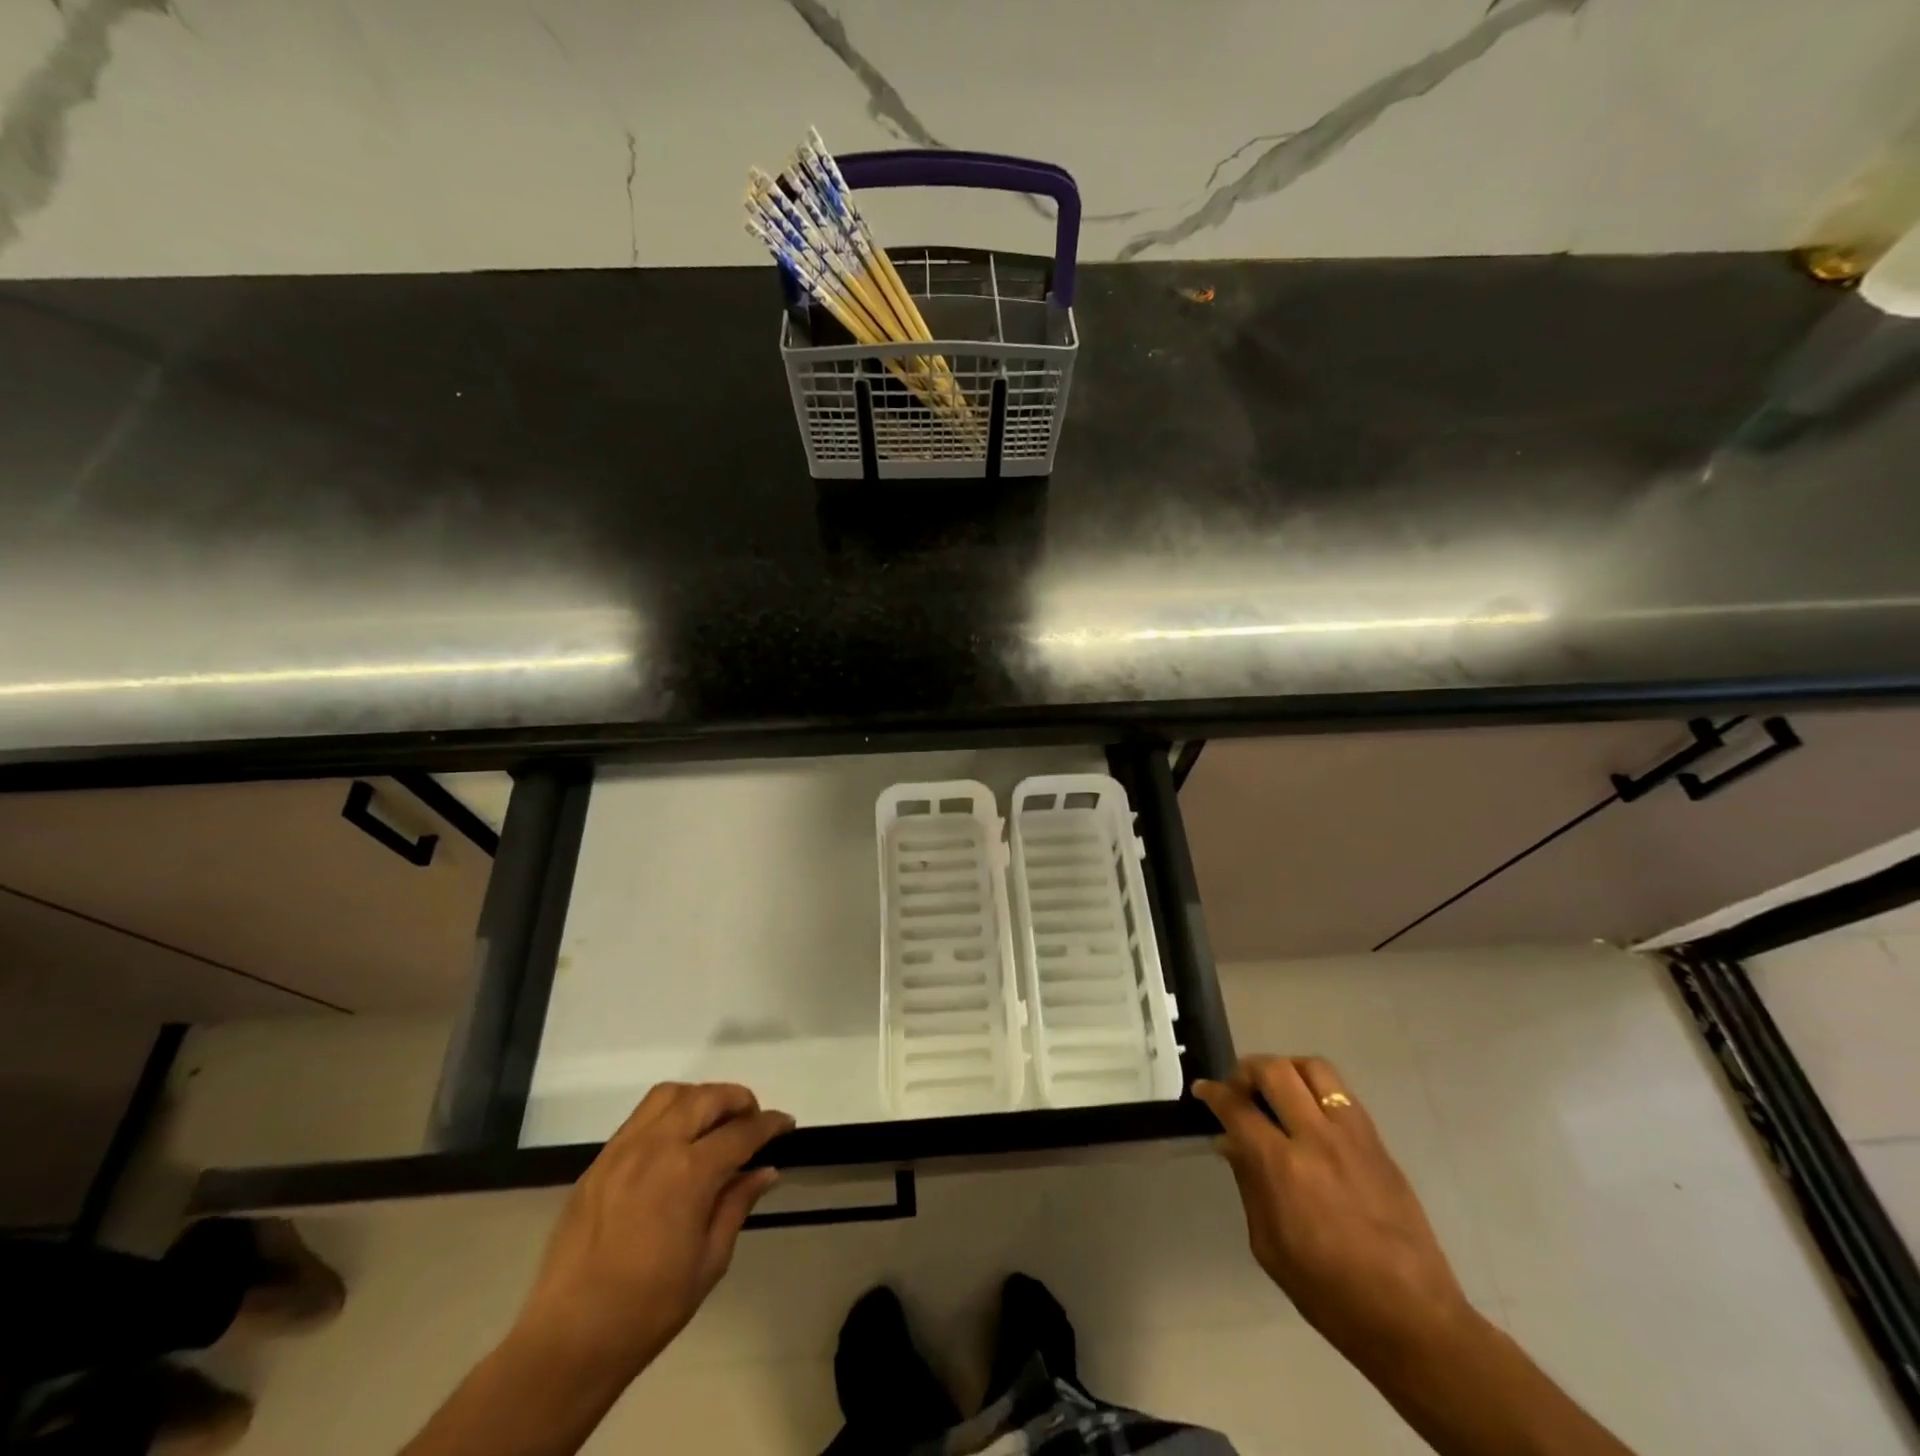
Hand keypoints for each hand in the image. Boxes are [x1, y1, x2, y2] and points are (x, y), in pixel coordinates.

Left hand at [512, 1082, 793, 1382]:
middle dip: (738, 1100)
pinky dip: (667, 1113)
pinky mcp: (599, 1162)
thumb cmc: (649, 1309)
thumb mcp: (709, 1262)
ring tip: (712, 1121)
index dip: (770, 1124)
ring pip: (670, 1095)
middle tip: (752, 1120)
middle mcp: (657, 1147)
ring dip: (700, 1097)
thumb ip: (737, 1205)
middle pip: (707, 1097)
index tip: (786, 1124)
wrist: (569, 1340)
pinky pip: (640, 1117)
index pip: (741, 1132)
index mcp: (689, 1173)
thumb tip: (765, 1171)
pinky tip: (675, 1140)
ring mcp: (623, 1150)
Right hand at [1194, 1056, 1471, 1366]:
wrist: (1413, 1318)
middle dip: (1246, 1070)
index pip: (1238, 1108)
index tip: (1203, 1090)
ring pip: (1314, 1068)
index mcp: (1284, 1167)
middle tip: (1238, 1089)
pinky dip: (1316, 1089)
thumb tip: (1229, 1143)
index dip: (1214, 1093)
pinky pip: (1342, 1093)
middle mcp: (1317, 1138)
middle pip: (1275, 1070)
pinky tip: (1310, 1115)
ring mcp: (1353, 1136)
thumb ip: (1248, 1184)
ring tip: (1276, 1092)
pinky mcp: (1378, 1143)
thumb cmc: (1330, 1292)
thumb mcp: (1269, 1246)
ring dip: (1285, 1069)